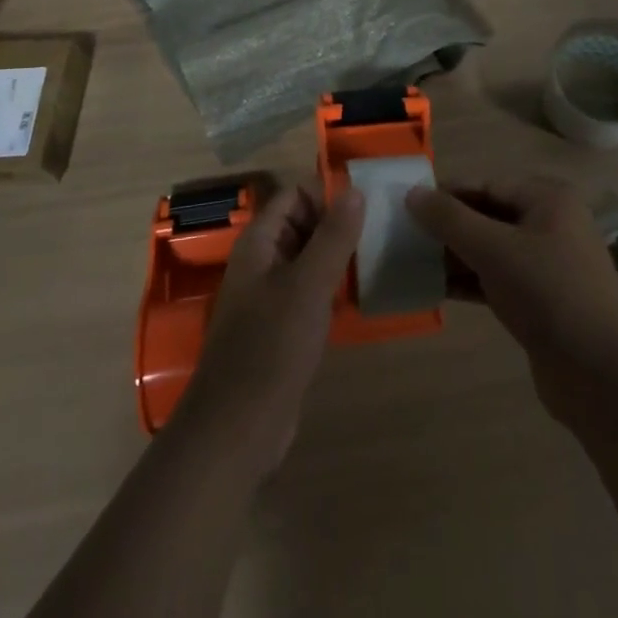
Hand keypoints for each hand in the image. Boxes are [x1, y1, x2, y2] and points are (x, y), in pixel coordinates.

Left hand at [172, 180, 363, 478]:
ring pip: (308, 260)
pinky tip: (360, 298)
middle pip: (302, 225)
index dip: (326, 195)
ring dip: (338, 258)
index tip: (367, 207)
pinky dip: (332, 290)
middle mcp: (261, 263)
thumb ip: (333, 236)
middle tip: (379, 233)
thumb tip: (355, 190)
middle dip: (337, 225)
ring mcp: (269, 297)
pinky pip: (309, 293)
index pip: (294, 195)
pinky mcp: (280, 329)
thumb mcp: (308, 284)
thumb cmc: (271, 346)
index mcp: (259, 243)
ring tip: (378, 259)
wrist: (238, 428)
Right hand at [406, 175, 617, 422]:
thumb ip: (450, 219)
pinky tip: (436, 290)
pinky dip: (470, 282)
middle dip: (448, 227)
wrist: (601, 376)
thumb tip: (412, 193)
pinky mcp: (541, 301)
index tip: (406, 206)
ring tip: (413, 262)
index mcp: (548, 199)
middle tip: (405, 236)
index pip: (486, 185)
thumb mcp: (494, 249)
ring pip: (491, 250)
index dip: (447, 194)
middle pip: (488, 215)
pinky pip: (498, 279)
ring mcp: (548, 265)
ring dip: (455, 256)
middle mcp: (551, 224)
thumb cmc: (548, 293)